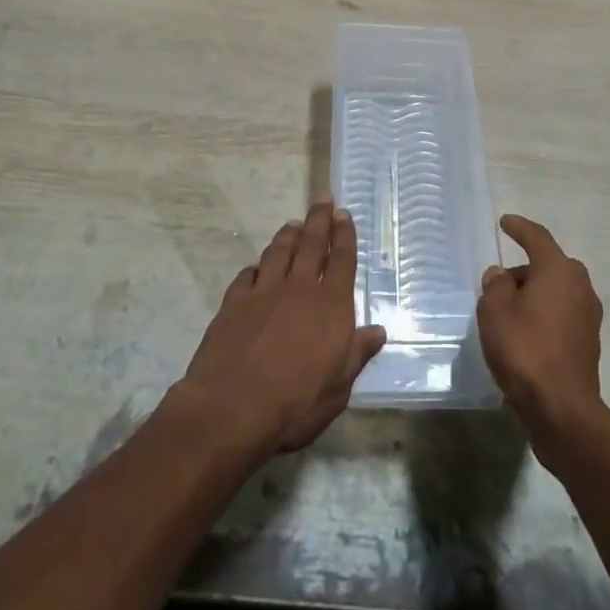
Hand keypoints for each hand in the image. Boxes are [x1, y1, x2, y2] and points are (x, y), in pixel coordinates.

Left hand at [177, 201, 385, 453]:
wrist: (231, 408)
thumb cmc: (295, 404)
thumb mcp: (338, 388)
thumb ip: (357, 355)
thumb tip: (378, 331)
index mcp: (331, 306)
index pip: (342, 260)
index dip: (344, 235)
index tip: (344, 214)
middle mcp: (299, 289)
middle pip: (311, 244)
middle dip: (319, 221)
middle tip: (323, 202)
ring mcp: (264, 292)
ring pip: (279, 252)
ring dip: (288, 235)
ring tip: (294, 224)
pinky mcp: (234, 302)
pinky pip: (248, 275)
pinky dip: (256, 266)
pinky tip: (257, 266)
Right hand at [477, 214, 603, 434]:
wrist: (562, 409)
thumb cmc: (525, 349)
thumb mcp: (495, 311)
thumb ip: (495, 285)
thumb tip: (501, 276)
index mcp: (558, 269)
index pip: (537, 237)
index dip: (519, 227)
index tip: (505, 222)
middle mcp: (580, 285)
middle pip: (548, 265)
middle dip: (524, 270)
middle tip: (499, 284)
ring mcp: (588, 315)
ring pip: (556, 291)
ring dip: (535, 295)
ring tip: (508, 313)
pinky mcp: (589, 343)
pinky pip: (562, 315)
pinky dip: (544, 316)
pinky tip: (525, 335)